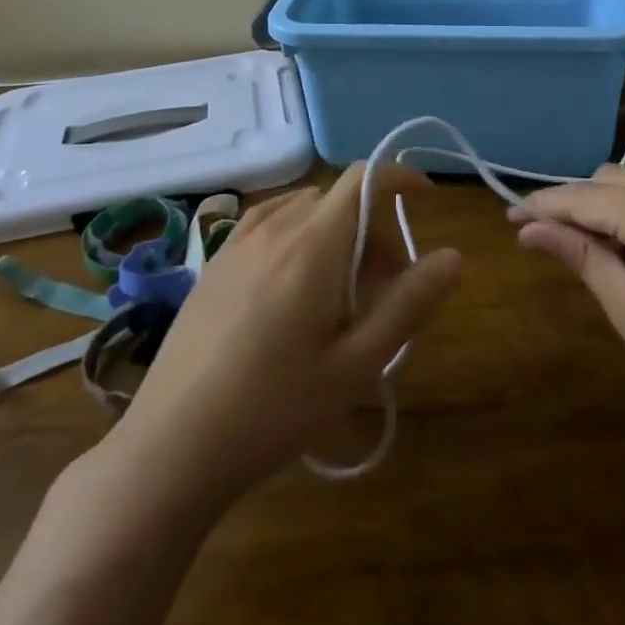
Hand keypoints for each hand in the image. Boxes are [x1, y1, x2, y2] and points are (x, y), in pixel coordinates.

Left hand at [103, 163, 462, 502]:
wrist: (170, 447)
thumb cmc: (274, 408)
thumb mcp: (356, 364)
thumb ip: (409, 304)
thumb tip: (453, 257)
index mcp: (313, 244)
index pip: (363, 179)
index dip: (400, 177)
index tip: (426, 199)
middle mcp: (274, 228)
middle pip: (338, 202)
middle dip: (373, 231)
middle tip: (384, 292)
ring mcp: (237, 243)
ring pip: (304, 212)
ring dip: (335, 234)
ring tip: (339, 296)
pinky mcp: (214, 264)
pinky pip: (269, 224)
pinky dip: (298, 235)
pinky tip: (293, 286)